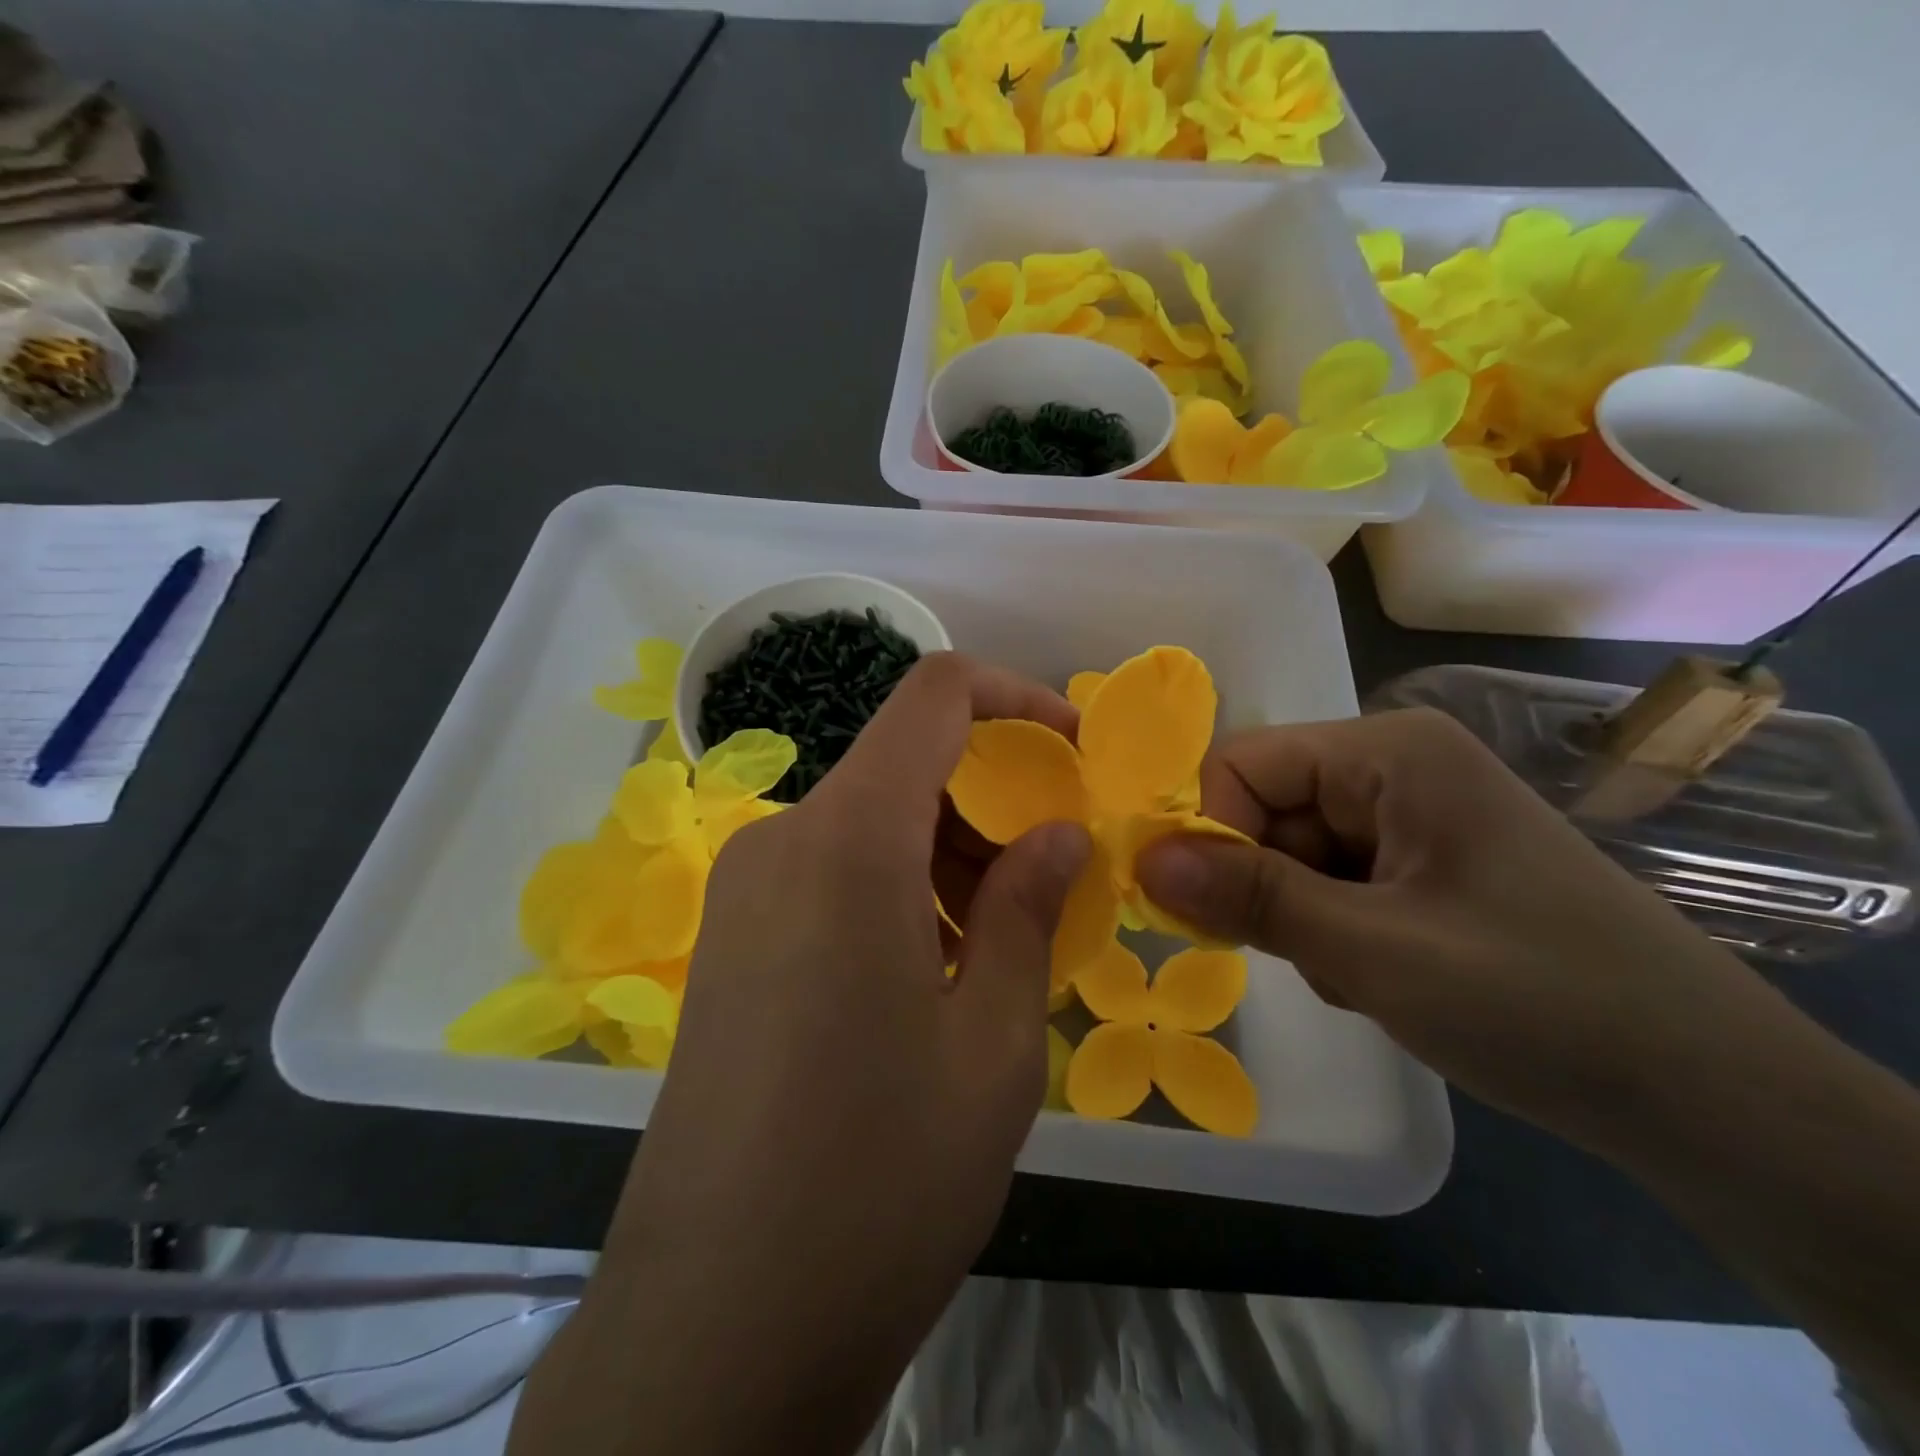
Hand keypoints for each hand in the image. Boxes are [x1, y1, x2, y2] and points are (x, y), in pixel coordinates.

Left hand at [514, 653, 1089, 1455]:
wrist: (713, 1327)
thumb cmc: (879, 1181)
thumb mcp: (995, 1045)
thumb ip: (1031, 911)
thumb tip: (1058, 833)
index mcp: (848, 841)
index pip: (934, 695)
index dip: (1015, 697)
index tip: (1073, 750)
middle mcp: (782, 840)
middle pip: (904, 764)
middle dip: (990, 798)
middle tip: (1052, 880)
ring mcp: (744, 890)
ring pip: (870, 820)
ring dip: (947, 851)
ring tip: (1001, 944)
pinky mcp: (730, 939)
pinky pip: (831, 870)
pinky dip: (898, 886)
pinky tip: (934, 971)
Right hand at [1134, 707, 1794, 1150]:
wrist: (1711, 1098)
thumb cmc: (1541, 1002)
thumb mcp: (1375, 952)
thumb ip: (1252, 898)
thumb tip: (1143, 860)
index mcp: (1388, 751)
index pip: (1242, 764)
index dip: (1210, 832)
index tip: (1211, 912)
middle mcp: (1393, 767)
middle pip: (1265, 809)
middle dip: (1266, 887)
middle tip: (1312, 958)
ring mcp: (1410, 816)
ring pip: (1290, 853)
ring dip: (1300, 918)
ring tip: (1363, 974)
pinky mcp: (1420, 864)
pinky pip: (1330, 881)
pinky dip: (1333, 931)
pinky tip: (1384, 976)